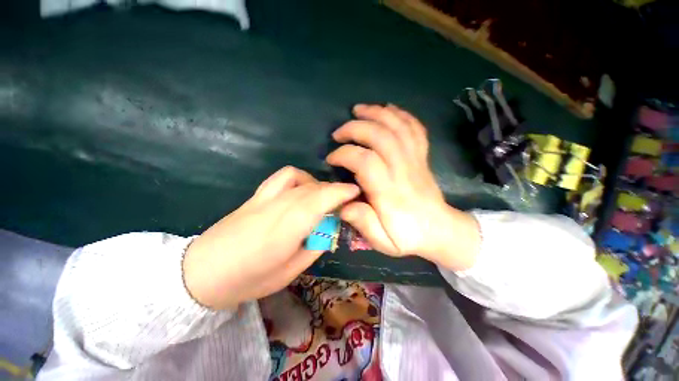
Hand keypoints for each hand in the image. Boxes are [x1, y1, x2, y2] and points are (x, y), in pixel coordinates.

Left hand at [183, 166, 359, 309]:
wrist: (201, 272)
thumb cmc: (249, 280)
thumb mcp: (290, 272)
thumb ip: (315, 246)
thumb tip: (330, 229)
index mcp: (288, 229)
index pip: (321, 200)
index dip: (341, 192)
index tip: (356, 192)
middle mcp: (278, 206)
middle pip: (314, 188)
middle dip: (335, 190)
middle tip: (344, 202)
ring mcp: (266, 197)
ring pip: (301, 179)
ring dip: (318, 184)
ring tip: (322, 198)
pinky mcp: (257, 195)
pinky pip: (283, 176)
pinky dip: (299, 177)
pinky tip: (301, 189)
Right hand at [326, 104, 479, 270]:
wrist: (440, 231)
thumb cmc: (408, 237)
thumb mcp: (383, 241)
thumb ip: (363, 223)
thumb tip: (343, 204)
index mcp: (390, 192)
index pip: (365, 161)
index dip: (344, 154)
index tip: (331, 159)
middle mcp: (403, 171)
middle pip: (381, 137)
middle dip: (356, 128)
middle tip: (338, 132)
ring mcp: (416, 160)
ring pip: (398, 127)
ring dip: (377, 114)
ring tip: (359, 109)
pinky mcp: (422, 157)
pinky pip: (415, 130)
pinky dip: (401, 115)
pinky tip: (388, 109)